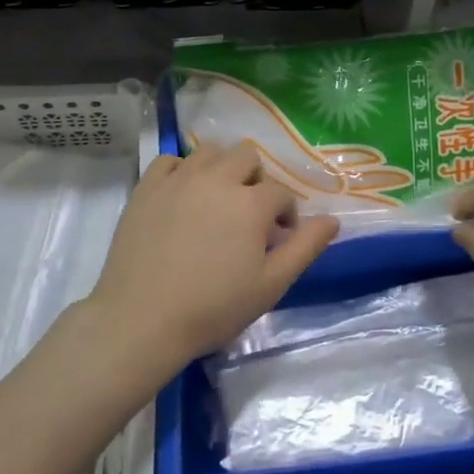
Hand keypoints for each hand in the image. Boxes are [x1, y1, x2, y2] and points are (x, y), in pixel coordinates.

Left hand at [89, 142, 337, 375]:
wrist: (141, 321)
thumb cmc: (213, 308)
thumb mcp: (271, 285)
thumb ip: (305, 248)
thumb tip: (332, 220)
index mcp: (250, 203)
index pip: (281, 192)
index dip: (286, 216)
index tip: (277, 241)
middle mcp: (216, 179)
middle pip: (247, 157)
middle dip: (255, 182)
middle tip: (248, 218)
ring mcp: (178, 179)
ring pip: (210, 152)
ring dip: (221, 170)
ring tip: (216, 203)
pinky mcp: (146, 188)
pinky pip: (170, 161)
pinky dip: (182, 171)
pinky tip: (182, 196)